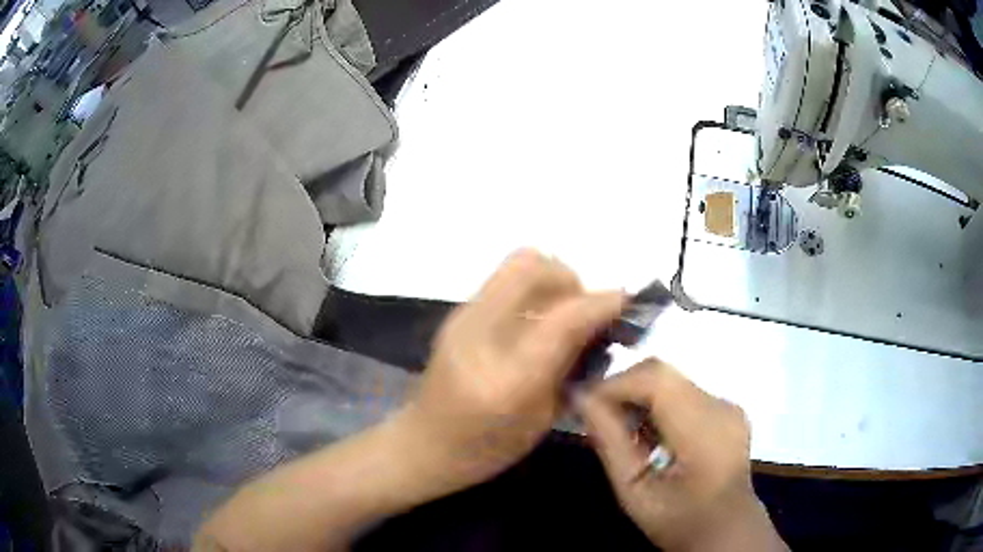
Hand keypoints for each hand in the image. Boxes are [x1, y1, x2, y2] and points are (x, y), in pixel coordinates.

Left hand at [395, 249, 623, 495]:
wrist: (423, 444)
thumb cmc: (485, 449)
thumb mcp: (540, 419)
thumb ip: (569, 367)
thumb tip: (598, 324)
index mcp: (507, 379)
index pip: (562, 319)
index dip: (602, 303)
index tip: (627, 302)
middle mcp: (480, 335)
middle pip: (532, 266)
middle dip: (571, 279)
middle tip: (584, 311)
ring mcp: (462, 317)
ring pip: (516, 263)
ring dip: (551, 280)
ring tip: (563, 314)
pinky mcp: (457, 313)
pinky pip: (505, 280)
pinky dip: (533, 288)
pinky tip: (538, 320)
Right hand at [578, 360, 786, 551]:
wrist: (727, 530)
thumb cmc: (679, 521)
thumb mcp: (634, 492)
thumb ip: (610, 443)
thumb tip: (581, 398)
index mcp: (703, 429)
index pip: (655, 379)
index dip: (615, 383)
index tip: (584, 402)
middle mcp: (721, 405)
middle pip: (663, 374)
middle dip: (624, 388)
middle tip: (597, 416)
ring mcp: (728, 405)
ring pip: (672, 381)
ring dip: (641, 397)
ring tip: (622, 430)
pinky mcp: (728, 409)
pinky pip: (684, 393)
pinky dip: (659, 406)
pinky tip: (650, 435)